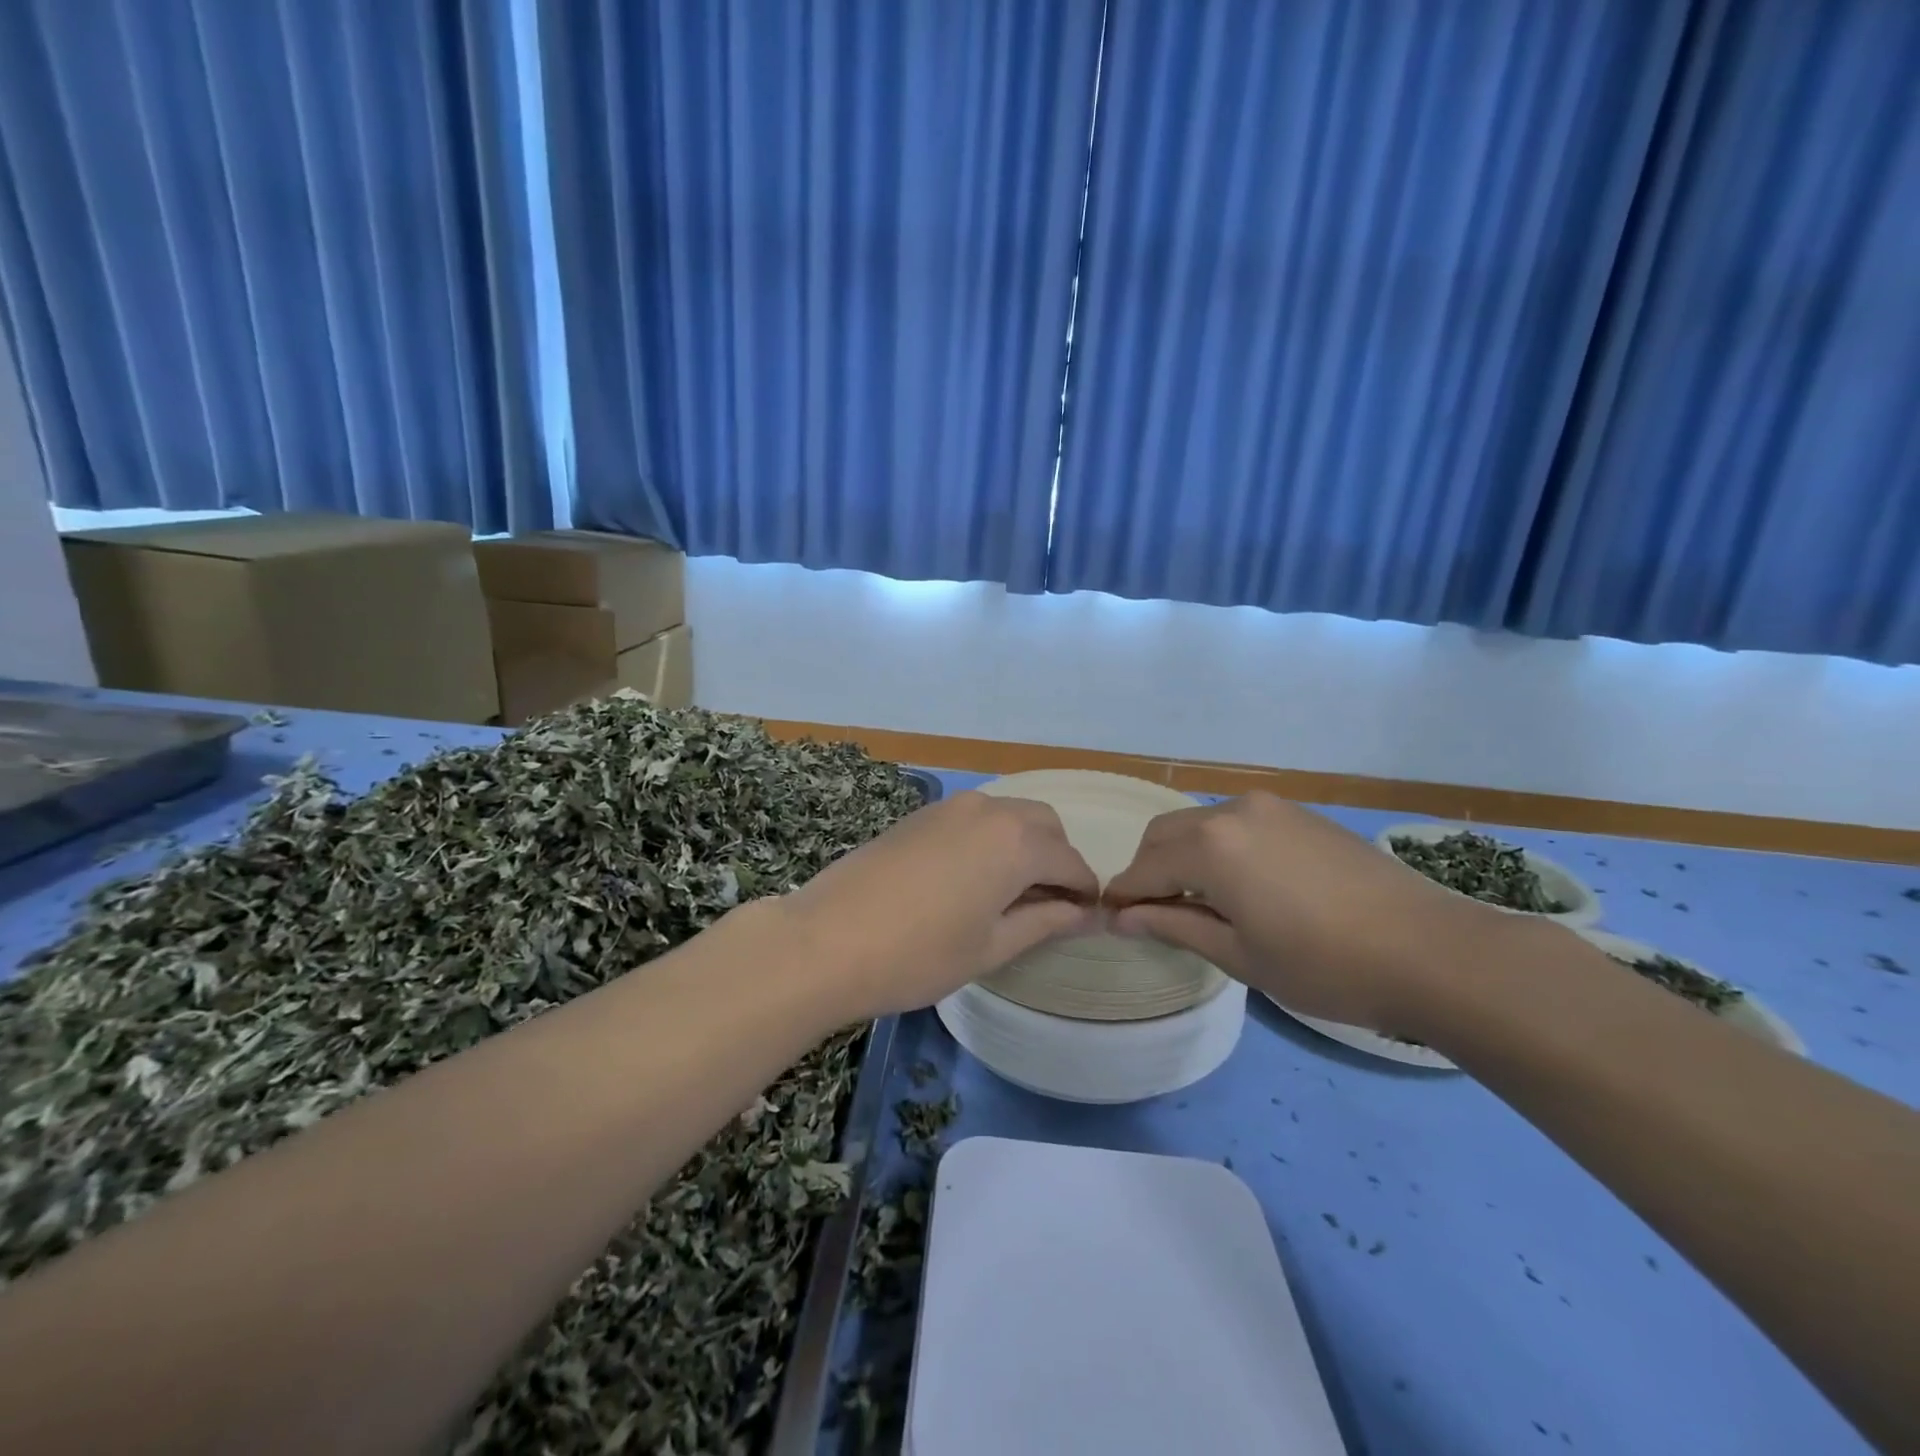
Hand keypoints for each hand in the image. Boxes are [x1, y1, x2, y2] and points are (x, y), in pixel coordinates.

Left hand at [779, 791, 1099, 1020]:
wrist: (825, 940)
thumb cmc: (918, 954)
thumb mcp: (991, 947)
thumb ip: (1044, 922)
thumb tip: (1085, 913)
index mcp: (1016, 842)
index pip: (1071, 861)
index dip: (1085, 890)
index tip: (1088, 917)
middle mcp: (989, 810)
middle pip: (1044, 825)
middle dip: (1057, 859)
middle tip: (1049, 905)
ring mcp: (950, 807)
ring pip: (1009, 815)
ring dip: (1024, 845)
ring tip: (1010, 894)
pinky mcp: (921, 814)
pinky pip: (975, 818)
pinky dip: (991, 839)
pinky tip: (972, 877)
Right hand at [1104, 793, 1504, 1032]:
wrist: (1432, 950)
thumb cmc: (1324, 965)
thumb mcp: (1240, 955)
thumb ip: (1175, 926)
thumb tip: (1123, 917)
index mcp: (1210, 846)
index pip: (1145, 868)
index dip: (1124, 895)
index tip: (1110, 919)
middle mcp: (1232, 811)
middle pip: (1166, 835)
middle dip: (1150, 870)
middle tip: (1153, 914)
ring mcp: (1270, 807)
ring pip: (1201, 825)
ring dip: (1184, 857)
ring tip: (1197, 902)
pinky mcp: (1300, 814)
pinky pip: (1237, 824)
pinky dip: (1219, 848)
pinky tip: (1239, 885)